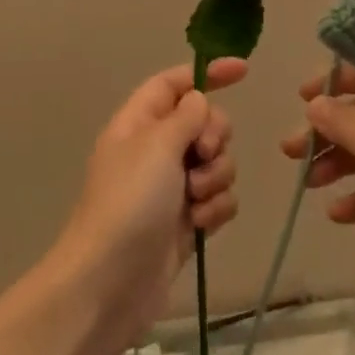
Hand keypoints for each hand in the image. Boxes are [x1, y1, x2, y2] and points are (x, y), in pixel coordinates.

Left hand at [56, 59, 246, 342]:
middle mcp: (155, 151)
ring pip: (217, 163)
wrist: (111, 282)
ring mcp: (171, 188)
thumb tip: (198, 99)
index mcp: (138, 124)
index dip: (206, 74)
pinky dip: (215, 209)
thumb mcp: (157, 146)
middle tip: (201, 156)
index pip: (174, 83)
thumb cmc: (129, 202)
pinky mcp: (187, 221)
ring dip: (215, 178)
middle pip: (204, 123)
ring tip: (194, 200)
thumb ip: (186, 116)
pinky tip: (200, 225)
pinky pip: (219, 199)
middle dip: (215, 138)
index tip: (243, 72)